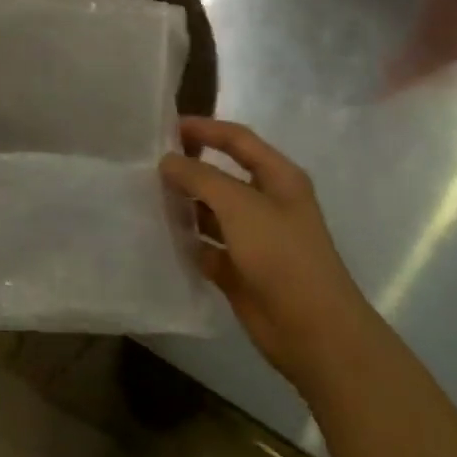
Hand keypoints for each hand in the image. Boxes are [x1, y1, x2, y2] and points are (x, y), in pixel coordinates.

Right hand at [160, 118, 352, 379]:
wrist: (312, 329)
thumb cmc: (281, 255)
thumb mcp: (239, 206)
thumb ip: (201, 177)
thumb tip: (168, 161)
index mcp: (278, 178)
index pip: (238, 140)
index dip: (204, 129)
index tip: (165, 128)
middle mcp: (266, 203)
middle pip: (222, 175)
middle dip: (189, 168)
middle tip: (146, 165)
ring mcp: (253, 238)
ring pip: (211, 212)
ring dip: (184, 205)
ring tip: (144, 198)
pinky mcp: (240, 270)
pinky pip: (207, 247)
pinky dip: (187, 242)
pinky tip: (159, 236)